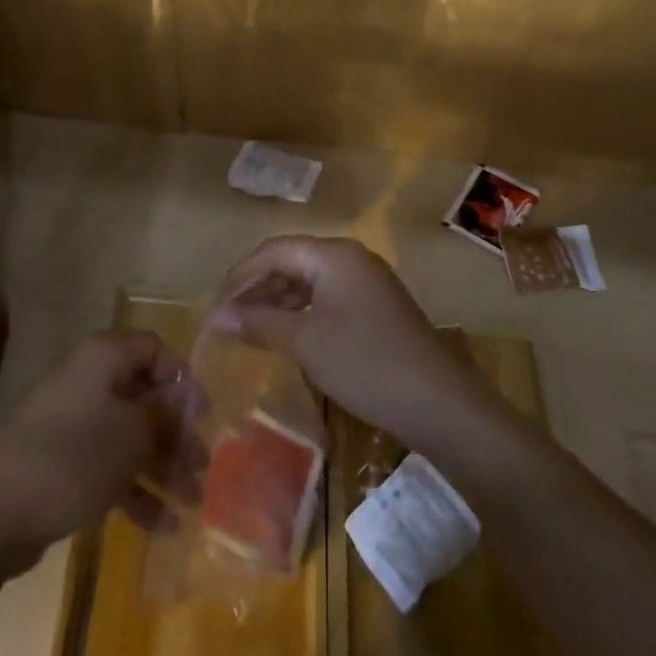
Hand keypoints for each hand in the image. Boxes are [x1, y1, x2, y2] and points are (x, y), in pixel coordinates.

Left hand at [0, 330, 204, 575]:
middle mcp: (89, 380)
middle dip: (176, 432)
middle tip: (202, 467)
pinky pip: (107, 466)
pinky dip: (135, 490)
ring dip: (161, 465)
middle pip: (144, 397)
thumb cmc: (72, 458)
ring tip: (190, 502)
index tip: (205, 417)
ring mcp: (72, 422)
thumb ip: (165, 415)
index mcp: (104, 358)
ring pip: (128, 435)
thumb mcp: (132, 435)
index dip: (184, 380)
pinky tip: (163, 526)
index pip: (155, 350)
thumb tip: (185, 399)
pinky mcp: (60, 462)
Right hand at [206, 235, 493, 450]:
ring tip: (251, 330)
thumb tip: (217, 316)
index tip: (214, 306)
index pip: (273, 251)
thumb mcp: (305, 342)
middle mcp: (350, 258)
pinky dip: (302, 313)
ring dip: (278, 302)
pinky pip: (327, 298)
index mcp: (333, 254)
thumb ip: (259, 323)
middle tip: (229, 320)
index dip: (240, 276)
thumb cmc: (365, 364)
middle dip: (257, 289)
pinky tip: (288, 337)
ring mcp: (367, 282)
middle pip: (291, 262)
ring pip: (309, 281)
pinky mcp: (376, 307)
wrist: (440, 404)